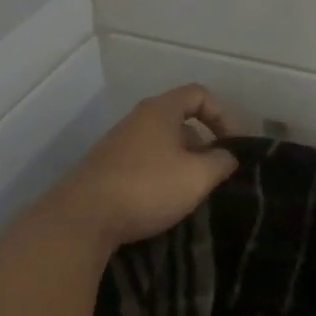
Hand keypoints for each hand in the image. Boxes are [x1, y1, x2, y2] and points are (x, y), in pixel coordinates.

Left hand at [52, 85, 238, 249]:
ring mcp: (117, 144)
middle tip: (216, 171)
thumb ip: (221, 162)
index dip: (223, 115)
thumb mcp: (197, 176)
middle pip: (180, 120)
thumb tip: (227, 156)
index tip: (233, 144)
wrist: (81, 219)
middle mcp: (137, 120)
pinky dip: (161, 175)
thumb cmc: (147, 188)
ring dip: (182, 163)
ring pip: (161, 144)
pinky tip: (164, 201)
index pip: (199, 95)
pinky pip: (144, 162)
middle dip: (203, 143)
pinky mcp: (105, 169)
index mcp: (160, 110)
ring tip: (193, 191)